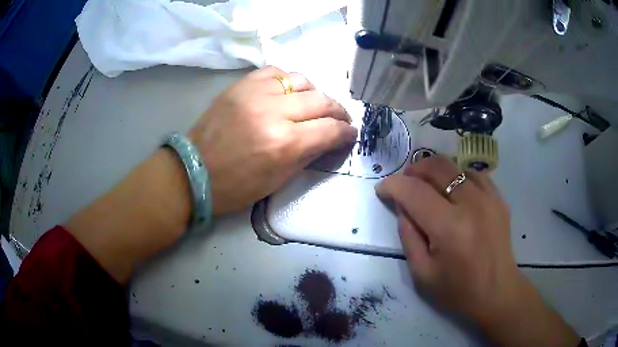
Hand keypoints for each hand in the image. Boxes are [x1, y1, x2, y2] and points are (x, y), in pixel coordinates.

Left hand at [189, 66, 356, 215]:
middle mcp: (274, 112)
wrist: (193, 171)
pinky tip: (288, 92)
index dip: (346, 132)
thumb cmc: (235, 187)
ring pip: (302, 80)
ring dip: (315, 93)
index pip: (331, 129)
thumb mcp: (278, 180)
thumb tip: (329, 139)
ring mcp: (256, 93)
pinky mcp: (241, 85)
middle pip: (322, 101)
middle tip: (340, 119)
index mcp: (285, 144)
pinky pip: (275, 72)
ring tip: (313, 105)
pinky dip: (288, 81)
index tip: (350, 134)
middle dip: (338, 111)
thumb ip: (308, 155)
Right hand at [376, 156, 579, 346]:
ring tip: (426, 185)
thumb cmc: (457, 290)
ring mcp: (489, 198)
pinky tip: (453, 189)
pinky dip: (457, 176)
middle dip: (414, 170)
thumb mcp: (422, 272)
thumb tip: (402, 206)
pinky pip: (473, 174)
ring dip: (435, 171)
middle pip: (437, 167)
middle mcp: (471, 205)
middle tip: (404, 182)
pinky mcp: (499, 199)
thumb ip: (408, 236)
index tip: (382, 189)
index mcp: (450, 228)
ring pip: (455, 166)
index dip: (393, 185)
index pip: (414, 192)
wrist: (497, 292)